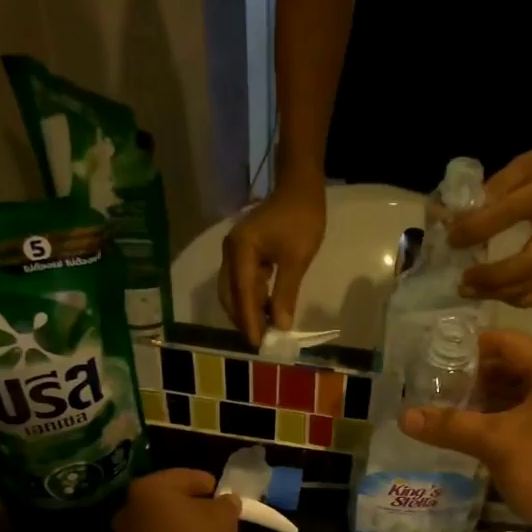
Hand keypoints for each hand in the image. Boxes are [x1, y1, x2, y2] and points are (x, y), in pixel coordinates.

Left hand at [113, 469, 240, 531]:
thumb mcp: (225, 520)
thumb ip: (226, 504)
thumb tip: (225, 501)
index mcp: (151, 488)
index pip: (188, 477)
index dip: (212, 487)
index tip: (228, 502)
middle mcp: (130, 508)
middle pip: (172, 502)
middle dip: (195, 510)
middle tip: (220, 523)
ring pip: (164, 526)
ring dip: (184, 531)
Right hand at [219, 181, 326, 344]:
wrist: (300, 188)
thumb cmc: (302, 220)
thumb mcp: (296, 260)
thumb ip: (285, 294)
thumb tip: (282, 326)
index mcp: (241, 251)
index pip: (242, 294)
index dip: (250, 321)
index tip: (259, 344)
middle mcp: (230, 252)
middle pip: (230, 295)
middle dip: (244, 319)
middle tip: (262, 342)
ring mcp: (235, 252)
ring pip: (234, 290)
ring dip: (247, 310)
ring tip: (265, 330)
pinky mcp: (243, 252)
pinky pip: (242, 282)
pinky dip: (252, 299)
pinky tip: (266, 311)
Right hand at [399, 331, 531, 531]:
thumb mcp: (496, 443)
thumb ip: (450, 426)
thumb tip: (404, 417)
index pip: (508, 342)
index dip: (471, 345)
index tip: (434, 354)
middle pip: (510, 367)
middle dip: (471, 376)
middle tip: (431, 385)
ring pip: (513, 396)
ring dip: (480, 401)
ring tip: (440, 408)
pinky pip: (518, 419)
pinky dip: (492, 422)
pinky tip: (463, 433)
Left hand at [448, 135, 531, 306]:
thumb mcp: (516, 168)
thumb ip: (487, 193)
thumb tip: (453, 221)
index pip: (508, 214)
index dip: (476, 230)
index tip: (451, 240)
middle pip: (529, 264)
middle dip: (492, 278)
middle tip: (463, 281)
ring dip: (501, 294)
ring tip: (472, 291)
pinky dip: (518, 298)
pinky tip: (497, 293)